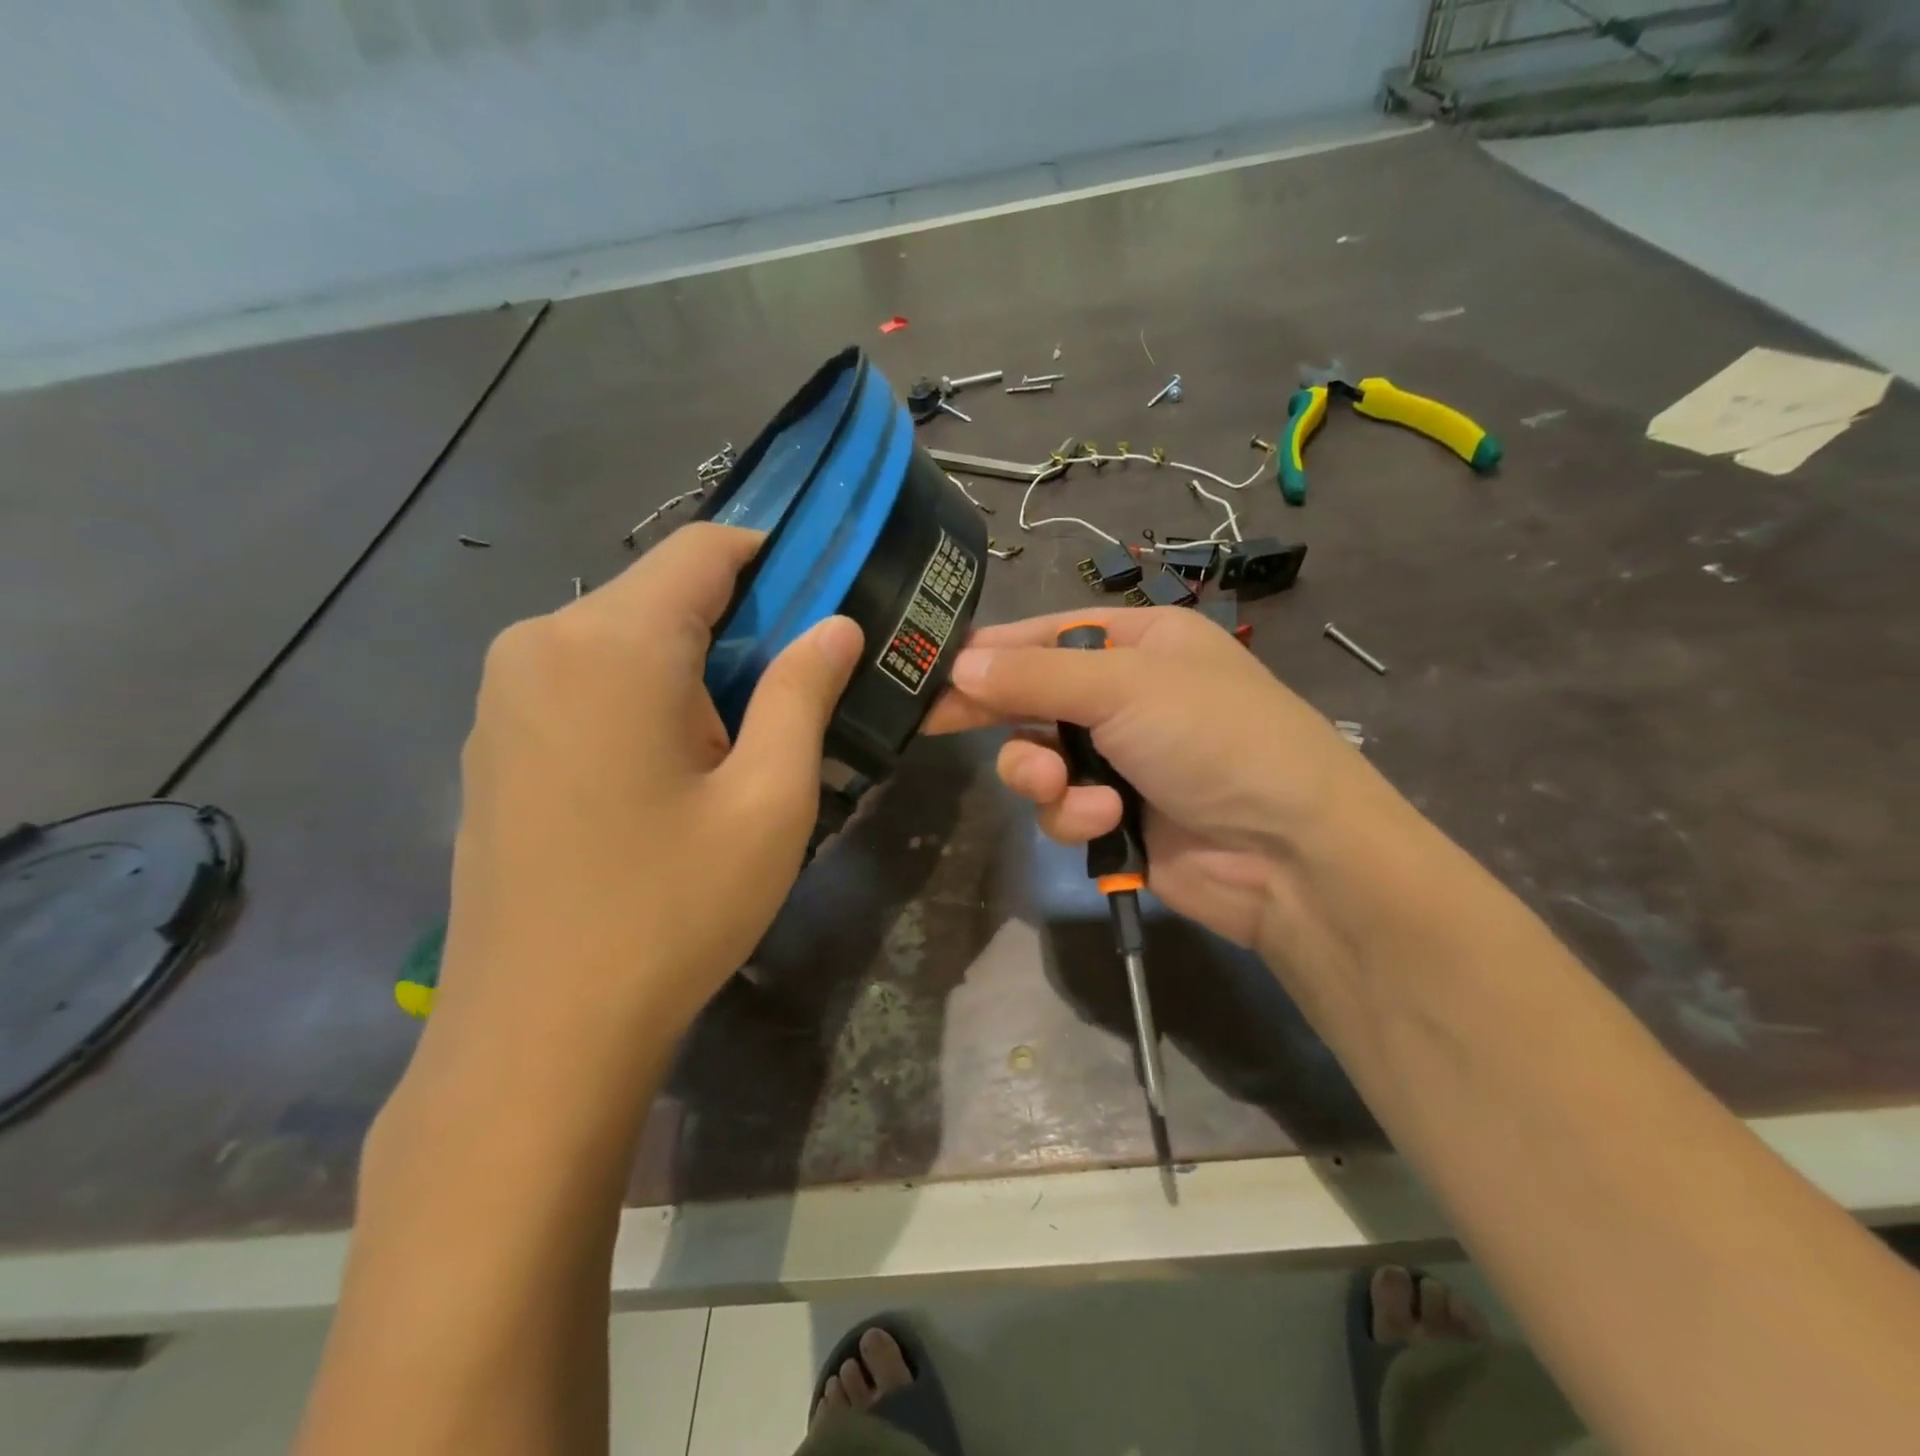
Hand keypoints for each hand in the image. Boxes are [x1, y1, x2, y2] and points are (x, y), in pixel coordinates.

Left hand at [434, 524, 862, 1061]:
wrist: (539, 1033)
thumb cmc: (672, 910)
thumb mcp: (769, 801)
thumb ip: (804, 693)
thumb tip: (837, 624)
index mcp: (612, 642)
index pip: (705, 548)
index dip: (776, 559)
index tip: (826, 603)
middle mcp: (541, 640)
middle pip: (663, 591)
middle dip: (739, 625)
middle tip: (793, 699)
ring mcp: (503, 691)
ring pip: (624, 636)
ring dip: (691, 666)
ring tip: (734, 748)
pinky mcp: (492, 737)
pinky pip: (584, 679)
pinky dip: (642, 694)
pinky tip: (667, 774)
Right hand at [927, 607, 1381, 951]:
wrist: (1290, 854)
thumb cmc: (1214, 739)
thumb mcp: (1124, 687)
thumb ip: (1034, 678)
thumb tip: (958, 668)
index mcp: (1141, 643)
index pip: (1045, 635)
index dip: (990, 652)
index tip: (932, 670)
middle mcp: (1129, 696)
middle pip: (1034, 698)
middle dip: (1001, 716)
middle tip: (935, 723)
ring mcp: (1122, 760)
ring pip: (1039, 759)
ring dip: (1040, 773)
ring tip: (1057, 784)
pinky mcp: (1118, 817)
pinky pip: (1064, 808)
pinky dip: (1075, 815)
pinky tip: (1108, 821)